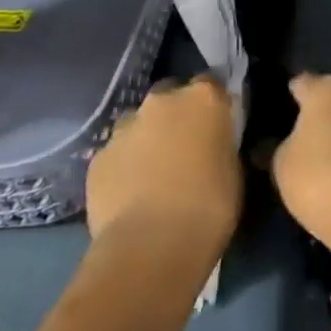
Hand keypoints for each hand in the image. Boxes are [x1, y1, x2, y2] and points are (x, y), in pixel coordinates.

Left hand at [86, 77, 240, 252]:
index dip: (213, 102)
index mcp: (203, 99)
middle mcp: (161, 102)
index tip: (218, 122)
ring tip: (154, 173)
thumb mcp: (233, 169)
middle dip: (176, 114)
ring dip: (147, 138)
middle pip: (170, 95)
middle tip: (185, 146)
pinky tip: (131, 194)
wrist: (151, 247)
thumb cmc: (210, 206)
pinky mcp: (98, 158)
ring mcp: (124, 128)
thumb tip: (213, 144)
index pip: (211, 82)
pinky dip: (124, 166)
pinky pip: (116, 154)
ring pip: (138, 123)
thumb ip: (221, 144)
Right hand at [271, 73, 330, 249]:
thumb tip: (272, 143)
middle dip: (321, 112)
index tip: (282, 112)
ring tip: (330, 154)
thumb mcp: (282, 165)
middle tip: (306, 135)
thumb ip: (276, 146)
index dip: (290, 96)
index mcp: (326, 91)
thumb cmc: (319, 181)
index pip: (301, 83)